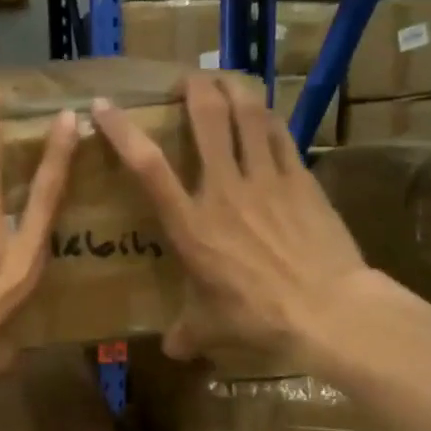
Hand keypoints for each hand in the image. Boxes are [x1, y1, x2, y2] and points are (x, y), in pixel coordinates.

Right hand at [92, 75, 366, 363]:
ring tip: (224, 80)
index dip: (122, 132)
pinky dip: (267, 117)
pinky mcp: (301, 180)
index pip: (147, 168)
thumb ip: (185, 334)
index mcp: (191, 225)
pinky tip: (263, 112)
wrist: (328, 310)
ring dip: (233, 90)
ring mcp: (266, 180)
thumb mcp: (210, 330)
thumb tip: (171, 351)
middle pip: (206, 121)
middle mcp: (224, 191)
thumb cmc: (258, 318)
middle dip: (194, 90)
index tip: (103, 107)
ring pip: (247, 116)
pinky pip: (280, 135)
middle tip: (188, 79)